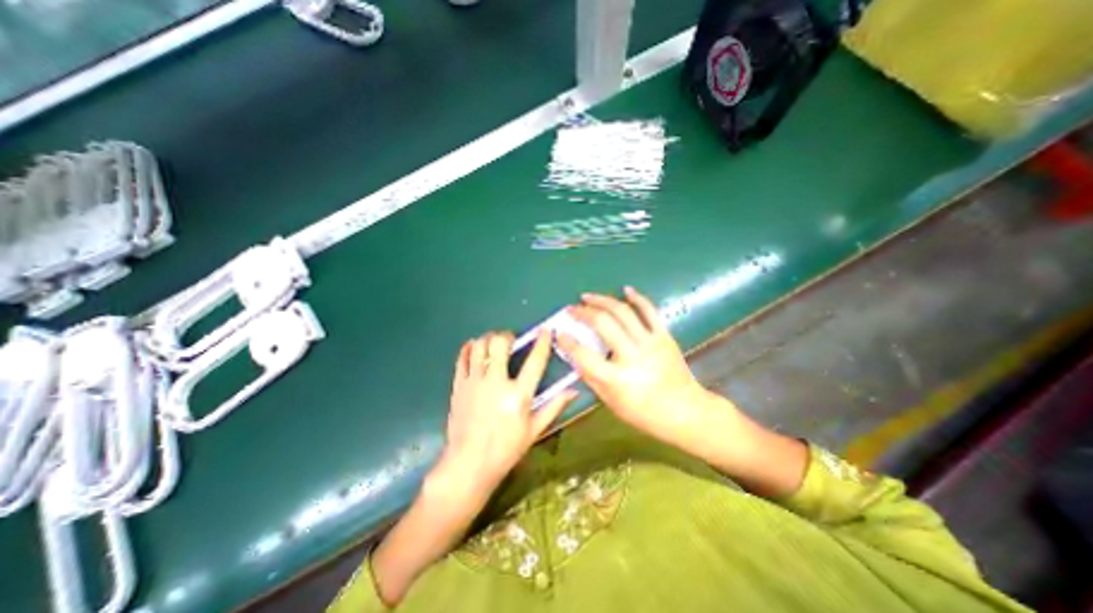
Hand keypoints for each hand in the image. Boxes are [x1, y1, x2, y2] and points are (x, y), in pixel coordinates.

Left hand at [429, 332, 575, 511]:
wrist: (468, 464)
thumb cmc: (506, 450)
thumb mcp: (534, 430)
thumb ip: (554, 407)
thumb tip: (574, 390)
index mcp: (518, 395)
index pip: (535, 361)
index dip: (542, 342)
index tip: (546, 330)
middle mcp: (496, 383)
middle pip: (500, 344)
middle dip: (507, 336)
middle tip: (511, 340)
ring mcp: (474, 382)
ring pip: (479, 346)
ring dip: (488, 339)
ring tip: (493, 343)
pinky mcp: (459, 386)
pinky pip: (462, 359)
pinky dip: (468, 348)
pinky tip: (474, 348)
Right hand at [558, 287, 714, 444]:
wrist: (685, 411)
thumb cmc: (644, 413)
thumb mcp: (611, 402)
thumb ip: (591, 378)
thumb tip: (576, 357)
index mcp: (616, 378)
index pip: (583, 354)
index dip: (567, 342)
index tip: (560, 333)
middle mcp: (631, 356)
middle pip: (602, 324)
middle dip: (583, 312)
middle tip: (571, 309)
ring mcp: (650, 343)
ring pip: (623, 312)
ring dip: (602, 300)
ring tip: (588, 296)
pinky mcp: (664, 336)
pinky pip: (650, 311)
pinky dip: (637, 298)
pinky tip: (625, 290)